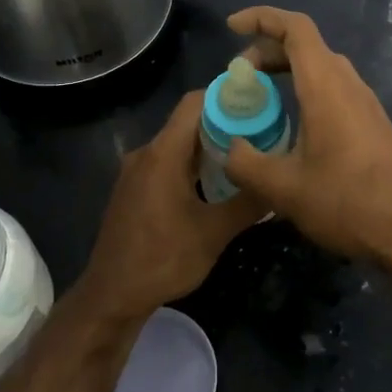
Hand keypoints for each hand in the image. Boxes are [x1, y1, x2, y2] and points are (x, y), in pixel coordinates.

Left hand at [76, 92, 263, 322]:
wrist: (111, 295)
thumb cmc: (163, 260)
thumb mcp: (214, 233)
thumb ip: (248, 203)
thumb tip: (280, 183)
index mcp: (163, 153)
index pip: (195, 103)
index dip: (227, 96)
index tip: (259, 103)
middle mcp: (146, 153)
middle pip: (188, 122)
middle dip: (225, 123)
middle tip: (262, 134)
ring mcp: (136, 172)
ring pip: (178, 145)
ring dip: (209, 148)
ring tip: (245, 158)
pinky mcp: (133, 189)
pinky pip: (167, 163)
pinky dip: (192, 165)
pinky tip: (215, 185)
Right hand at [223, 6, 391, 269]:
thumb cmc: (347, 203)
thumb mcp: (283, 189)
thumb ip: (245, 163)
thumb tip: (230, 148)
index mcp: (326, 87)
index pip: (295, 28)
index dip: (261, 17)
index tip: (231, 27)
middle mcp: (348, 84)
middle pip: (306, 46)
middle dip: (266, 50)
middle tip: (238, 76)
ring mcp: (365, 102)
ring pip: (321, 67)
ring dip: (286, 70)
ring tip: (259, 97)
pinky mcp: (372, 122)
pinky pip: (333, 88)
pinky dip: (304, 89)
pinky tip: (291, 123)